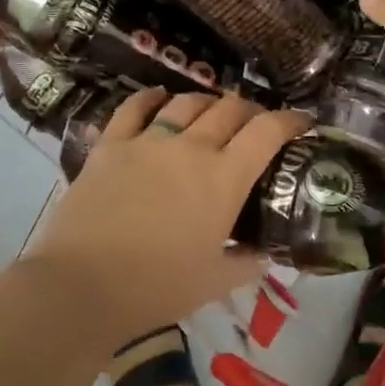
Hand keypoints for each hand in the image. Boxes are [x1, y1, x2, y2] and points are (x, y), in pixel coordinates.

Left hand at [26, 89, 314, 340]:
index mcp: (224, 179)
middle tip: (253, 124)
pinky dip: (151, 97)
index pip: (267, 132)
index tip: (301, 122)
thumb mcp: (214, 283)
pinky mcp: (110, 144)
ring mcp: (148, 141)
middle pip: (229, 109)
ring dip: (206, 103)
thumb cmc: (157, 288)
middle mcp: (191, 148)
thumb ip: (246, 263)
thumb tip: (264, 254)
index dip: (289, 121)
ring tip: (210, 112)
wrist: (83, 284)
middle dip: (249, 111)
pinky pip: (134, 107)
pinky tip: (159, 97)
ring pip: (186, 102)